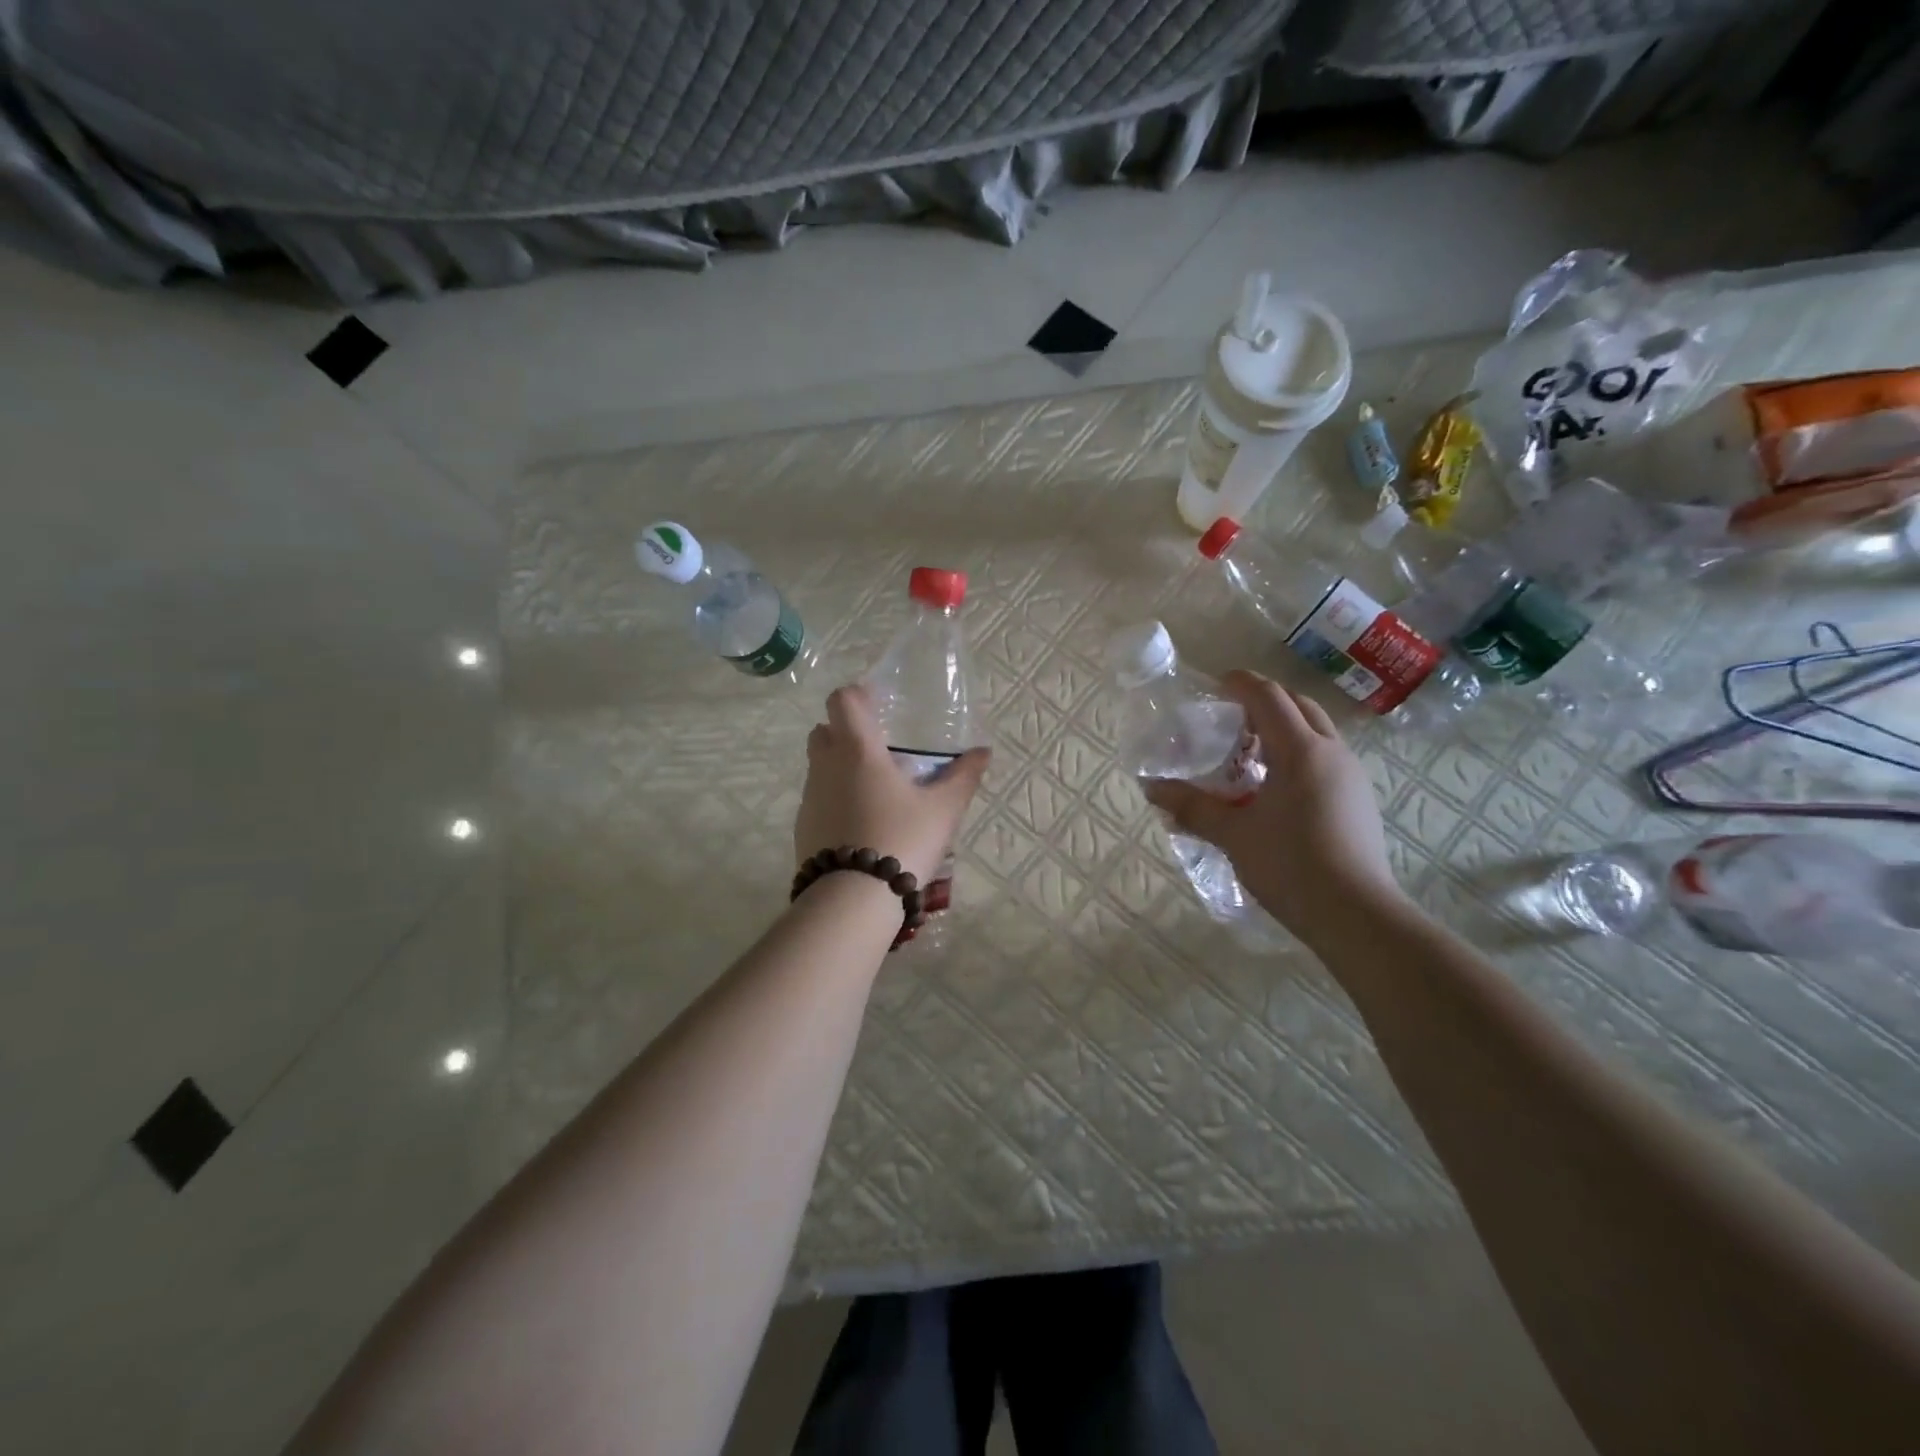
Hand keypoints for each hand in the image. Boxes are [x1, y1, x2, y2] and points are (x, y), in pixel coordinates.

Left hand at [795, 684, 990, 886]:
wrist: (854, 899)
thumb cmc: (902, 840)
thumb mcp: (943, 810)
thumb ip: (963, 776)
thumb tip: (983, 752)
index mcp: (857, 750)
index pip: (842, 700)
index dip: (858, 696)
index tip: (879, 706)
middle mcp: (826, 766)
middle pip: (824, 730)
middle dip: (846, 732)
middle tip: (880, 750)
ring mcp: (810, 798)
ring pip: (819, 767)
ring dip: (840, 768)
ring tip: (876, 792)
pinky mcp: (803, 828)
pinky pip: (818, 800)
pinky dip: (835, 800)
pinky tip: (861, 825)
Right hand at [1143, 670, 1404, 946]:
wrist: (1356, 916)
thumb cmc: (1290, 866)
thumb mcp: (1233, 834)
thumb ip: (1192, 806)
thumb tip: (1151, 788)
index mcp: (1300, 750)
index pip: (1269, 697)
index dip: (1240, 683)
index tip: (1215, 684)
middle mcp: (1331, 752)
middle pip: (1298, 705)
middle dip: (1264, 702)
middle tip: (1230, 719)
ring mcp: (1351, 775)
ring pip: (1316, 731)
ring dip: (1283, 728)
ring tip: (1249, 754)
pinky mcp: (1359, 799)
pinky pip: (1325, 757)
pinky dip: (1298, 753)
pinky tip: (1275, 788)